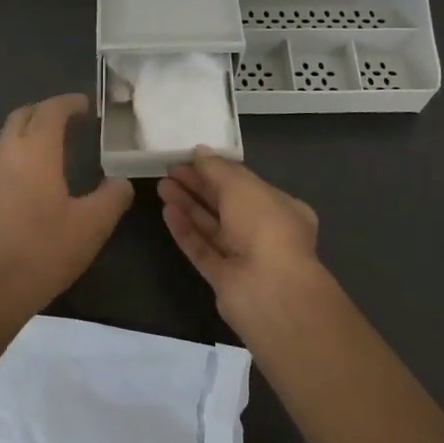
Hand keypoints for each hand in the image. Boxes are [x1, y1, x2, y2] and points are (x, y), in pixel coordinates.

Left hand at [0, 94, 134, 324]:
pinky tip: (35, 184)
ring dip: (30, 135)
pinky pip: (1, 164)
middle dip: (45, 111)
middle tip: (70, 121)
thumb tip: (120, 182)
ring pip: (8, 140)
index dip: (69, 103)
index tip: (87, 106)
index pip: (50, 111)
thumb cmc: (45, 251)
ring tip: (56, 151)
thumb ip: (112, 197)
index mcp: (35, 153)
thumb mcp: (92, 226)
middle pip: (22, 117)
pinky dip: (20, 158)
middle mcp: (7, 156)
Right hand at [160, 148, 329, 324]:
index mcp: (282, 207)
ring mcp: (244, 258)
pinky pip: (203, 249)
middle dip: (199, 186)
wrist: (269, 290)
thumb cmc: (264, 226)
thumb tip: (200, 152)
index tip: (192, 159)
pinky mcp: (224, 279)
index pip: (246, 184)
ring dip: (188, 205)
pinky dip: (186, 231)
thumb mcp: (241, 185)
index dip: (219, 170)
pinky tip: (167, 211)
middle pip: (226, 204)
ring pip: (212, 227)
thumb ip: (217, 168)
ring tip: (162, 186)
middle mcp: (266, 232)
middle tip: (170, 169)